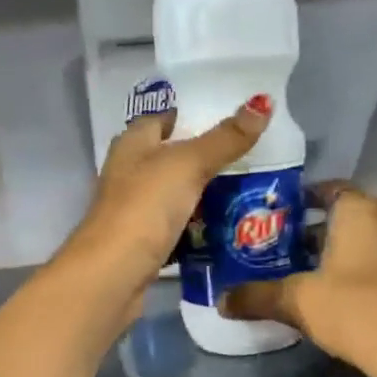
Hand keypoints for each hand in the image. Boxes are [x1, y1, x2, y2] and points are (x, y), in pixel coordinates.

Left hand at [61, 94, 273, 301]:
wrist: (113, 274)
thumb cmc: (145, 207)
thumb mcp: (189, 165)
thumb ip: (225, 139)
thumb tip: (263, 102)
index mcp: (133, 145)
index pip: (161, 120)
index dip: (189, 116)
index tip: (228, 121)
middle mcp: (129, 174)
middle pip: (170, 159)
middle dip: (205, 160)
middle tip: (250, 160)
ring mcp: (135, 211)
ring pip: (175, 196)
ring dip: (203, 196)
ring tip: (247, 193)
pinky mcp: (143, 244)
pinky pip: (177, 229)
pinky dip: (197, 229)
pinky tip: (225, 231)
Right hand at [220, 184, 376, 376]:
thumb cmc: (354, 308)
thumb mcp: (297, 302)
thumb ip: (258, 296)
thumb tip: (221, 301)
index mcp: (360, 213)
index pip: (333, 188)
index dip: (308, 195)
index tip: (285, 210)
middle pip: (350, 216)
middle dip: (320, 229)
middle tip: (287, 245)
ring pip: (367, 243)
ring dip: (341, 253)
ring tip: (309, 272)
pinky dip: (361, 272)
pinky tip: (340, 297)